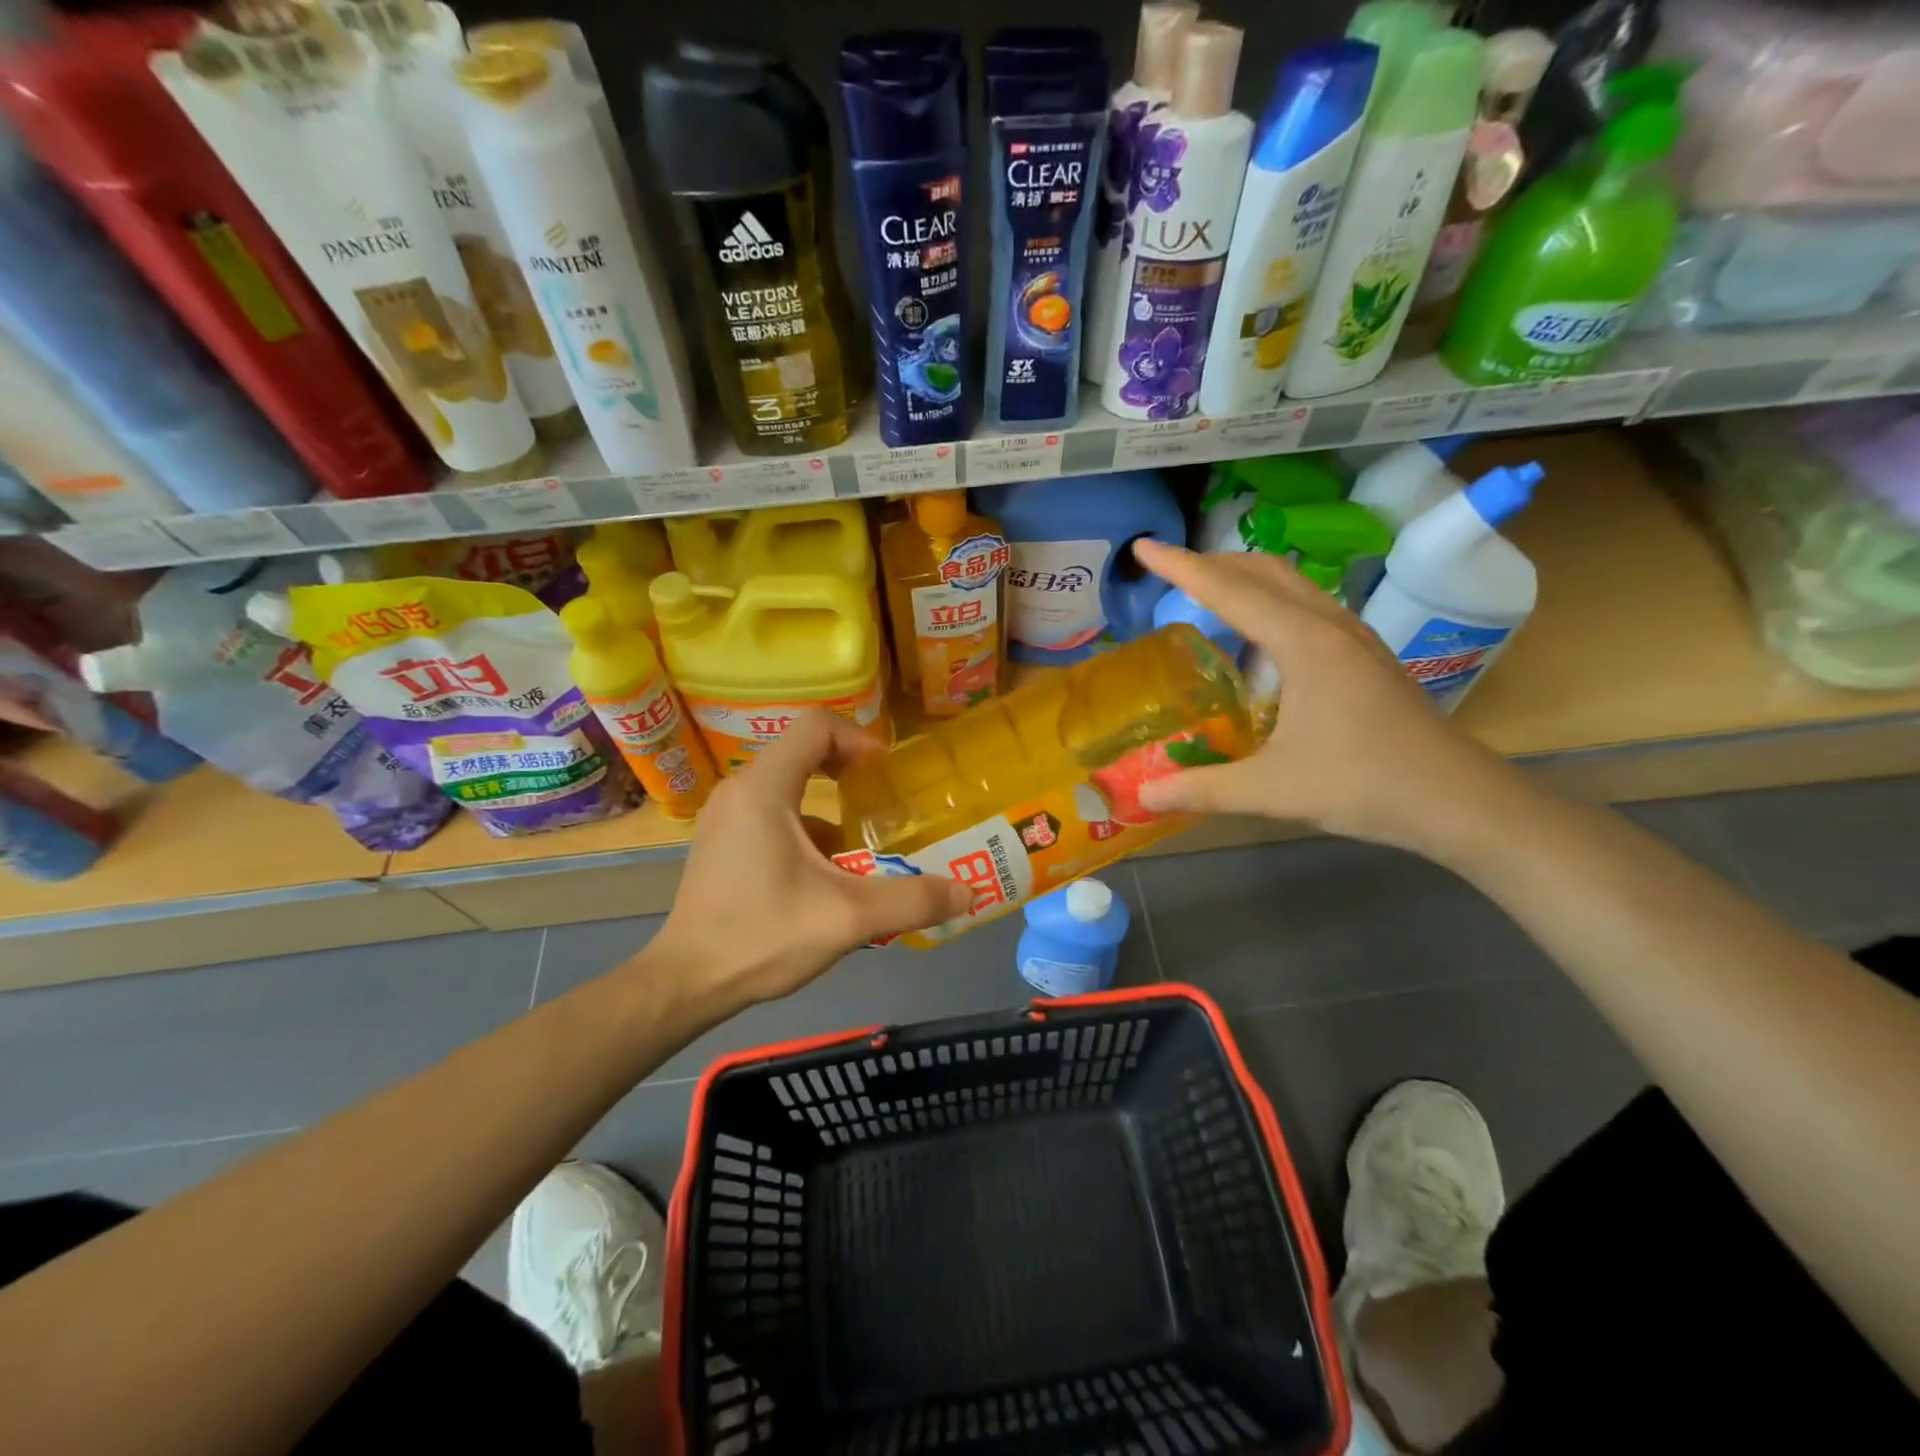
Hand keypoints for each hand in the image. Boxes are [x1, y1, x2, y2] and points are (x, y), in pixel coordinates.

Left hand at [647, 711, 970, 1015]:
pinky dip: (806, 835)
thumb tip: (967, 892)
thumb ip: (912, 901)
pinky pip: (772, 819)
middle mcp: (740, 792)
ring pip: (789, 791)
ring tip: (863, 853)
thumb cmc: (762, 936)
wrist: (685, 983)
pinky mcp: (721, 845)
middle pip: (802, 755)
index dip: (858, 740)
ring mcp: (725, 819)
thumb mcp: (847, 918)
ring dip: (830, 812)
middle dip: (850, 777)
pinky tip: (826, 882)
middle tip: (884, 808)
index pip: (815, 727)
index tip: (885, 775)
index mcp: (764, 790)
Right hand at [1132, 541, 1524, 855]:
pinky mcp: (1364, 655)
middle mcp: (1329, 626)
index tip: (1143, 548)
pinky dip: (1269, 600)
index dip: (1181, 568)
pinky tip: (1257, 637)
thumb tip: (1143, 794)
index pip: (1230, 592)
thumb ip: (1203, 789)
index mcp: (1304, 644)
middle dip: (1211, 564)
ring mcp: (1352, 637)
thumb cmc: (1365, 785)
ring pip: (1291, 583)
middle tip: (1168, 573)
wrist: (1458, 800)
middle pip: (1264, 571)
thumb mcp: (1273, 791)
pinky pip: (1306, 605)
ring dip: (1244, 578)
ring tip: (1206, 593)